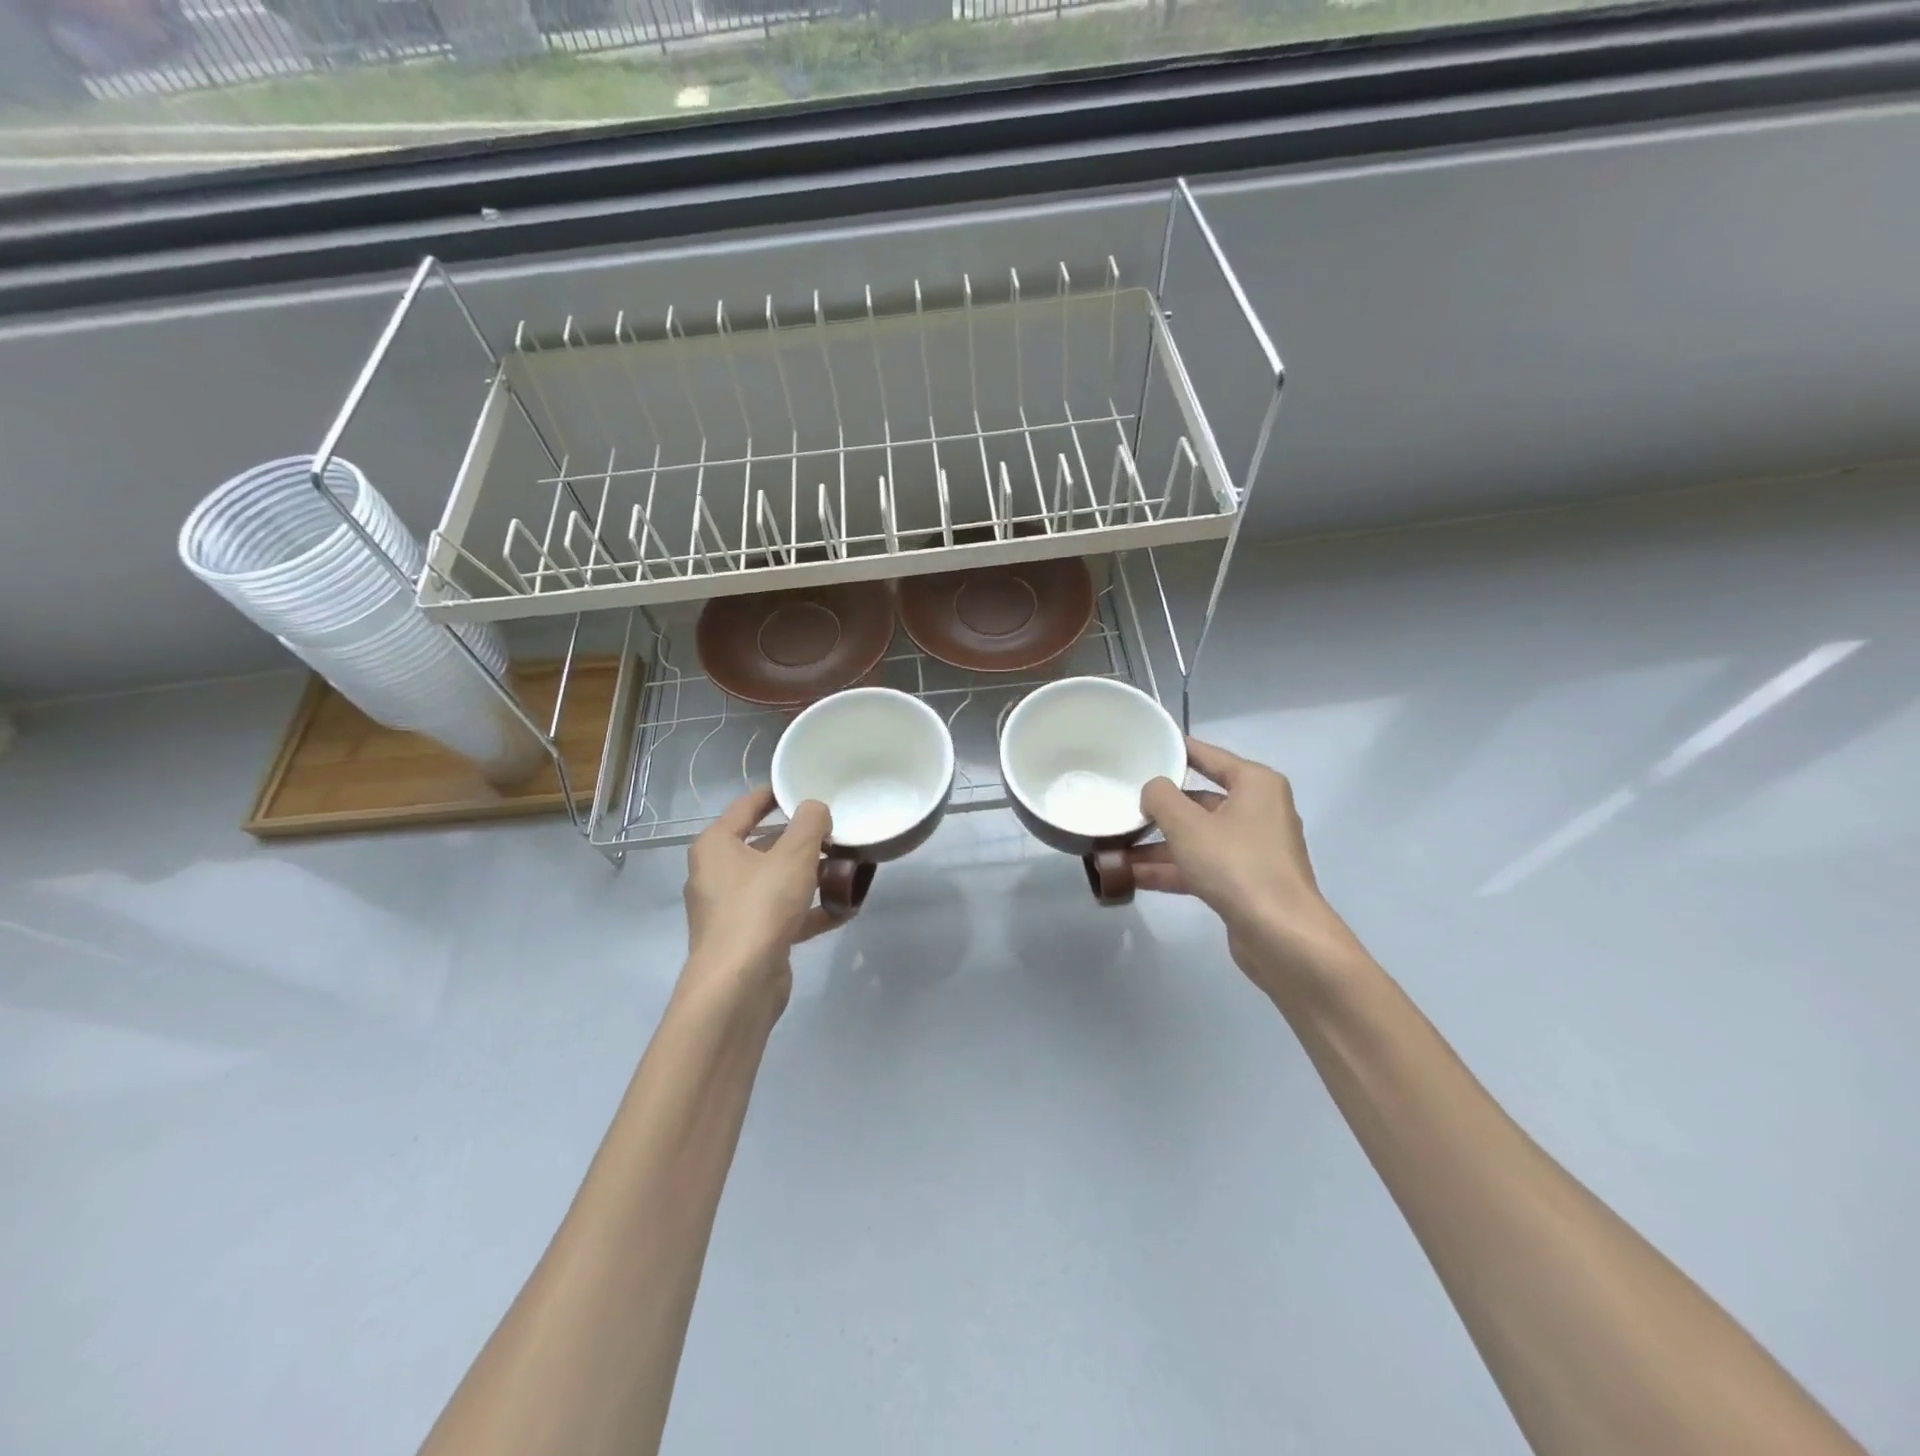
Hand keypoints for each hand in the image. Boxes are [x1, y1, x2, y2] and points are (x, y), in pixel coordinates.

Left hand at [681, 787, 835, 1015]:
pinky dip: (808, 910)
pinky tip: (843, 910)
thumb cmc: (760, 907)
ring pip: (775, 881)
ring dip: (810, 876)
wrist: (739, 985)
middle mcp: (717, 874)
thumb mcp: (794, 855)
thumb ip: (810, 823)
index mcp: (716, 845)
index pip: (746, 806)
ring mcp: (730, 909)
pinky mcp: (747, 938)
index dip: (776, 794)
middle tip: (837, 834)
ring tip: (847, 870)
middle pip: (764, 845)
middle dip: (802, 840)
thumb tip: (815, 809)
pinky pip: (782, 914)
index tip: (806, 788)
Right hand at [1134, 738, 1370, 1003]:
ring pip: (1195, 837)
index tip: (1143, 746)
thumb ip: (1160, 798)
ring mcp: (1251, 849)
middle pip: (1198, 800)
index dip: (1175, 750)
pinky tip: (1131, 875)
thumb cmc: (1236, 865)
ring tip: (1113, 846)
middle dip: (1158, 808)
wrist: (1281, 936)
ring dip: (1157, 844)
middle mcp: (1257, 811)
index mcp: (1255, 785)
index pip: (1208, 756)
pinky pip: (1199, 865)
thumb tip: (1152, 790)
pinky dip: (1170, 868)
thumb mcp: (1188, 825)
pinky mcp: (1242, 882)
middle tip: (1119, 803)